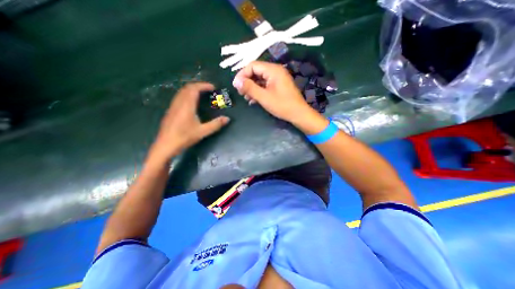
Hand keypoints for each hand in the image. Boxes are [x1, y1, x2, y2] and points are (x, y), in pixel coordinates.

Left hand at [149, 82, 228, 163]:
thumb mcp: (202, 131)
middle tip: (208, 90)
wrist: (166, 145)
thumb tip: (227, 119)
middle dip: (198, 86)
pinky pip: (179, 97)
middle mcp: (179, 103)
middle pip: (187, 88)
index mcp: (187, 106)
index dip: (204, 85)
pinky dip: (187, 95)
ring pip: (182, 92)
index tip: (213, 87)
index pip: (194, 89)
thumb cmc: (184, 137)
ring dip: (192, 90)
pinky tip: (191, 103)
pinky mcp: (170, 111)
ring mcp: (173, 106)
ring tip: (201, 94)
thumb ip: (215, 124)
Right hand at [232, 60, 311, 122]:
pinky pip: (265, 85)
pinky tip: (253, 100)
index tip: (236, 86)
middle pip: (256, 72)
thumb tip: (236, 81)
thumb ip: (249, 88)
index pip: (252, 66)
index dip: (242, 74)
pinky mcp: (278, 86)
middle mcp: (275, 71)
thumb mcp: (264, 97)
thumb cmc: (282, 105)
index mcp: (273, 70)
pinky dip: (258, 91)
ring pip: (260, 79)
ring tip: (246, 98)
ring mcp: (277, 79)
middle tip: (240, 93)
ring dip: (252, 88)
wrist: (298, 114)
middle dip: (247, 82)